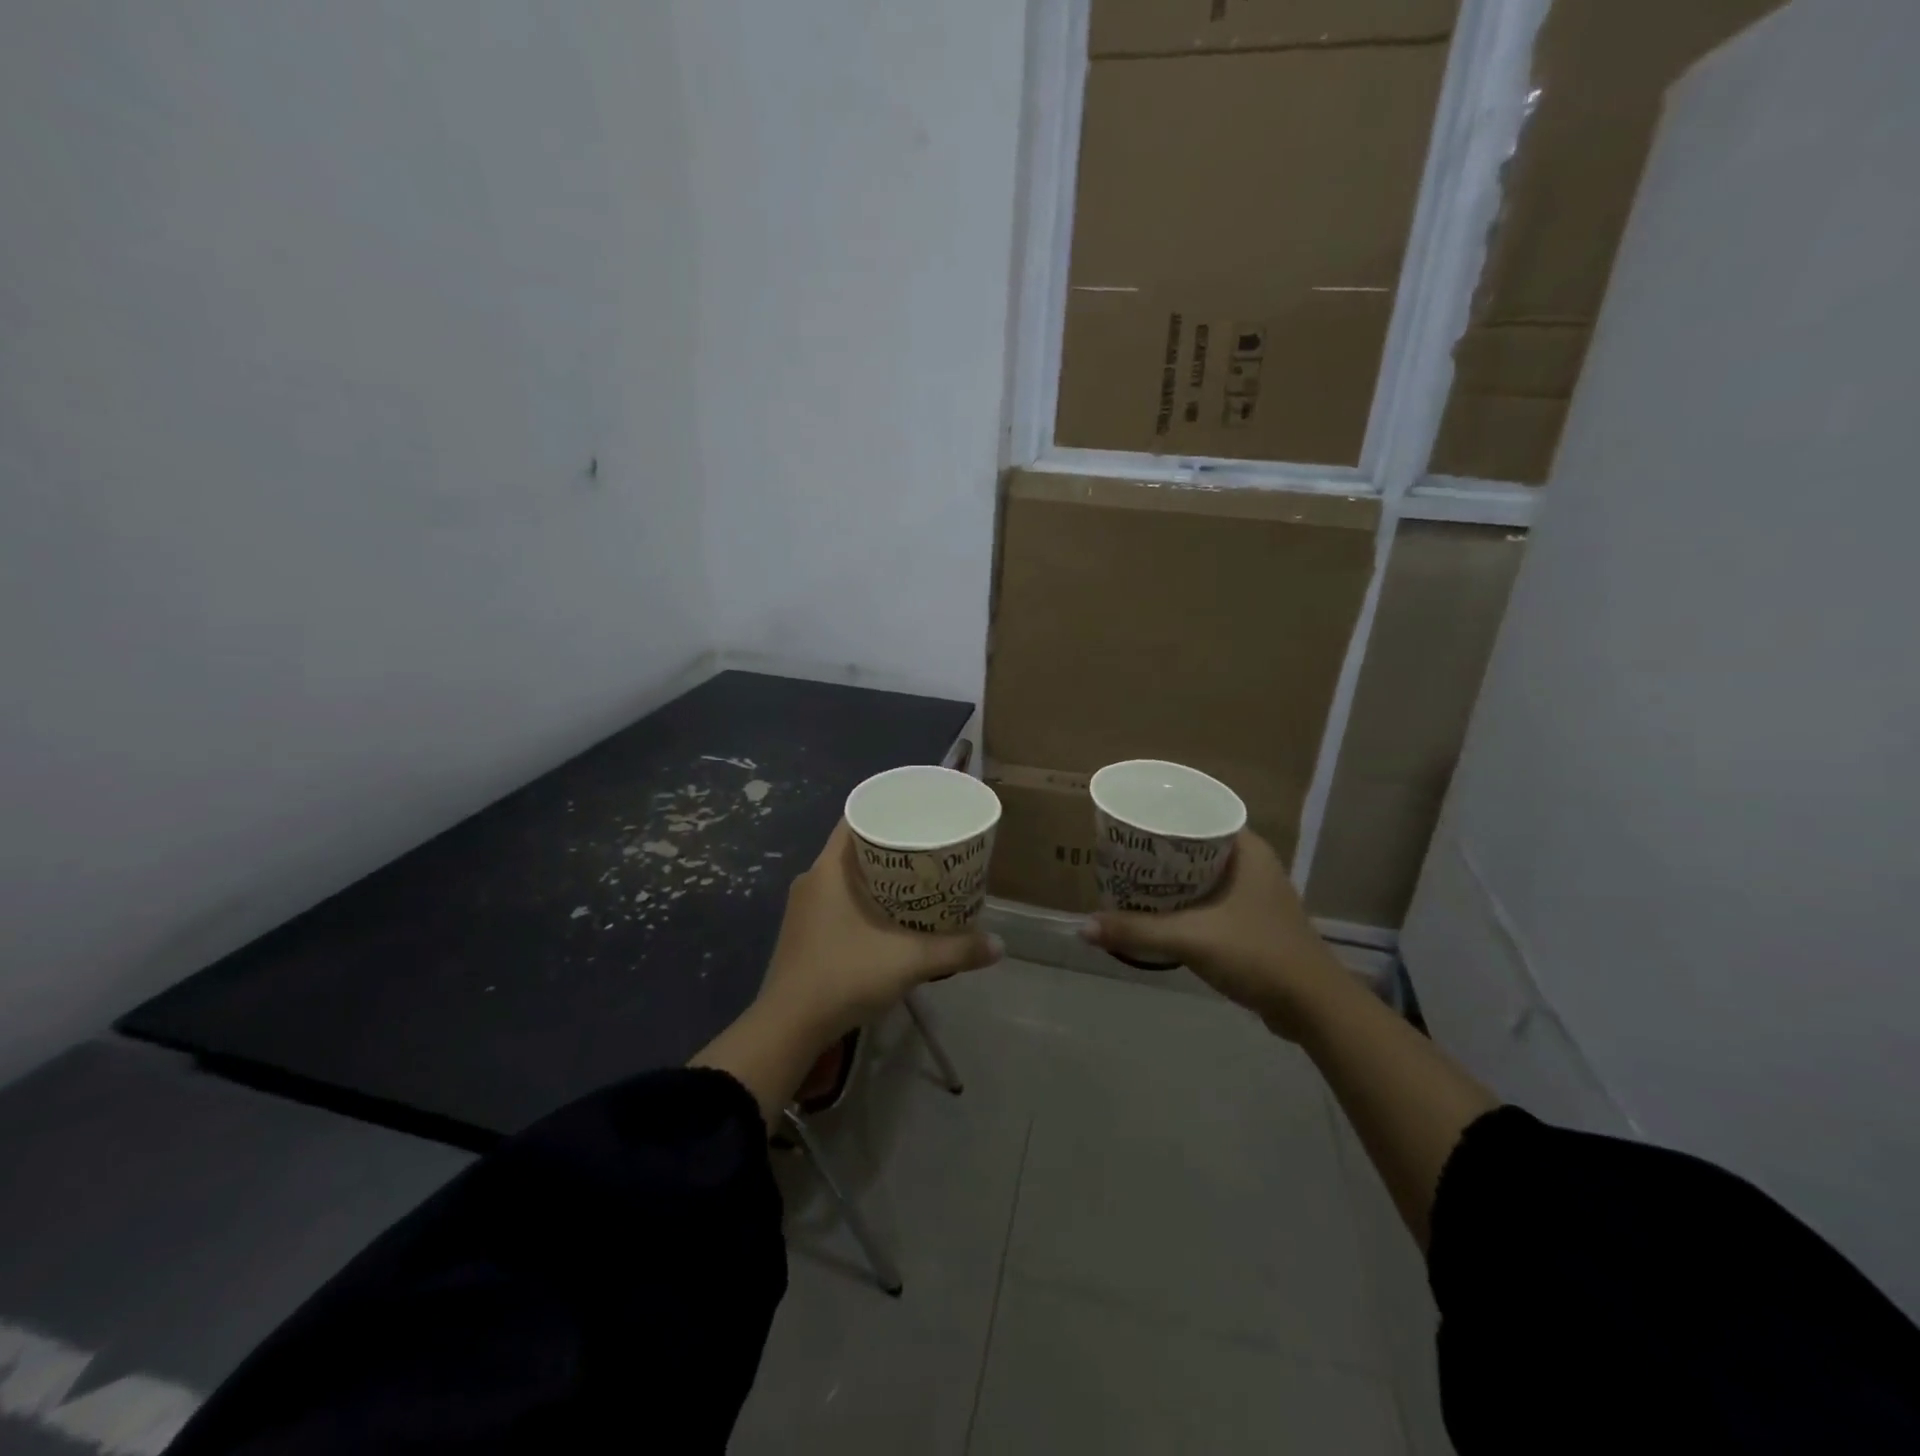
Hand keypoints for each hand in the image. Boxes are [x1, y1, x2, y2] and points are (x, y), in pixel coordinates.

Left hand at [757, 820, 1003, 1046]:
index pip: (855, 818)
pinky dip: (864, 899)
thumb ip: (956, 950)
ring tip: (917, 881)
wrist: (788, 1028)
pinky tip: (890, 917)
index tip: (917, 813)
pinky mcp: (803, 933)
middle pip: (854, 848)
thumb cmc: (844, 976)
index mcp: (828, 869)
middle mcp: (812, 880)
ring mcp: (804, 908)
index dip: (886, 810)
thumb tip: (999, 946)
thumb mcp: (909, 961)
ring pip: (846, 877)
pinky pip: (837, 900)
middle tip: (929, 849)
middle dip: (891, 845)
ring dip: (878, 876)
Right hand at [1080, 831, 1346, 1039]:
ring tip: (1128, 876)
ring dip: (1169, 877)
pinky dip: (1183, 901)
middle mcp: (1252, 863)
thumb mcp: (1192, 939)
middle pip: (1194, 844)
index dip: (1163, 814)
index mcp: (1247, 849)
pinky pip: (1207, 898)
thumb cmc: (1258, 955)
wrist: (1313, 1008)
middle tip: (1119, 850)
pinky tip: (1156, 910)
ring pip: (1201, 873)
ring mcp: (1254, 893)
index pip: (1199, 813)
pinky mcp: (1250, 921)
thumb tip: (1083, 927)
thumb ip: (1137, 931)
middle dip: (1158, 849)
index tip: (1128, 819)